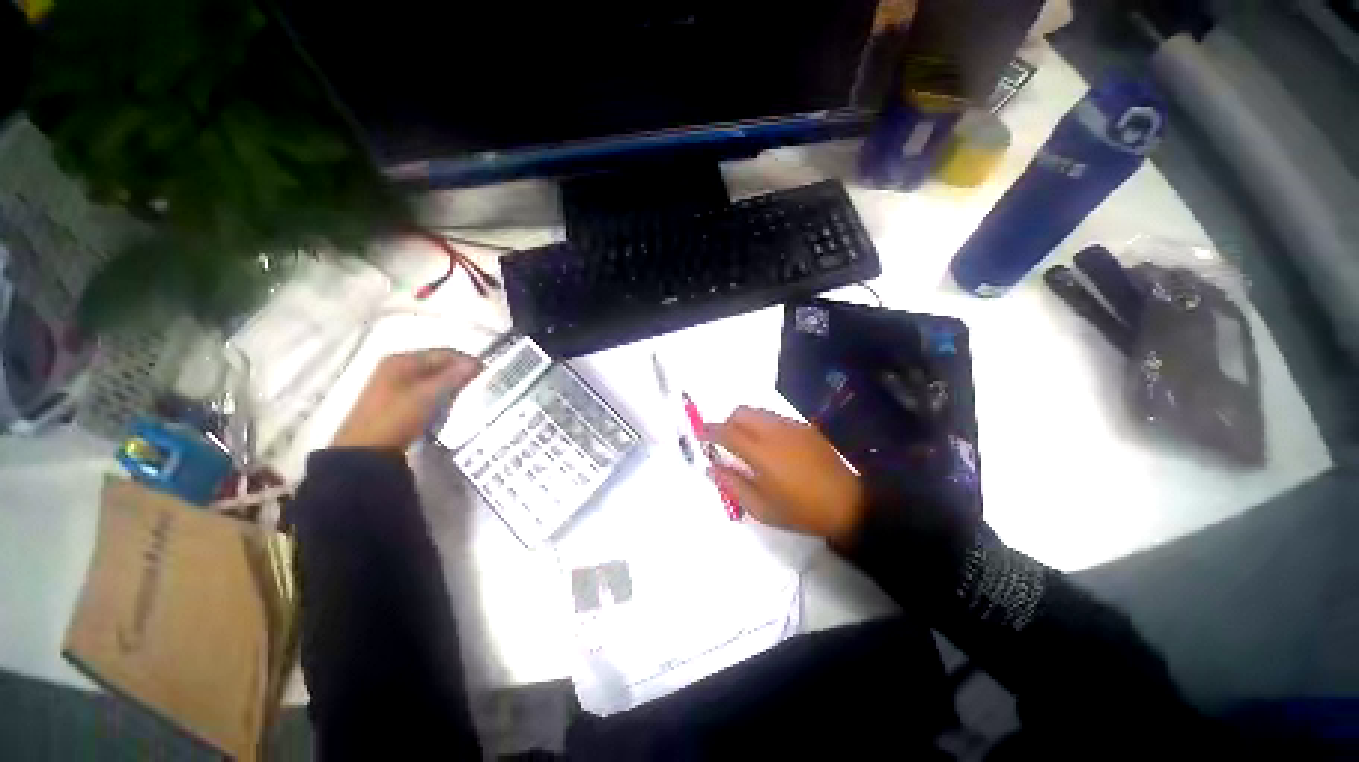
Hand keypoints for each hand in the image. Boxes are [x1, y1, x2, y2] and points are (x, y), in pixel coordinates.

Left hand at [332, 349, 481, 451]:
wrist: (365, 453)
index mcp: (402, 360)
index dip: (467, 361)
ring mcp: (391, 385)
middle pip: (437, 364)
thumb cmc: (397, 418)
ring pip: (431, 379)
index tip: (487, 374)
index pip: (444, 353)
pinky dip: (437, 396)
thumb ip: (454, 377)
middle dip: (458, 374)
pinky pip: (423, 391)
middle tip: (479, 387)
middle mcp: (395, 367)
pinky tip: (445, 408)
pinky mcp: (392, 402)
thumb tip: (476, 363)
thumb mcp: (429, 396)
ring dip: (449, 386)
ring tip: (465, 399)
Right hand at [706, 406, 864, 542]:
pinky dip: (763, 424)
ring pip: (758, 412)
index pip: (727, 431)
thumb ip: (732, 485)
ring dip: (745, 422)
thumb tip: (711, 468)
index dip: (710, 430)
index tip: (700, 434)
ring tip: (747, 444)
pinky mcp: (805, 428)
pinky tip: (771, 446)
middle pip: (741, 412)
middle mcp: (774, 431)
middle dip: (727, 422)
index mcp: (760, 452)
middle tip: (725, 442)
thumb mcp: (761, 508)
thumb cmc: (800, 511)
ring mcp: (792, 426)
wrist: (848, 504)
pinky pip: (775, 418)